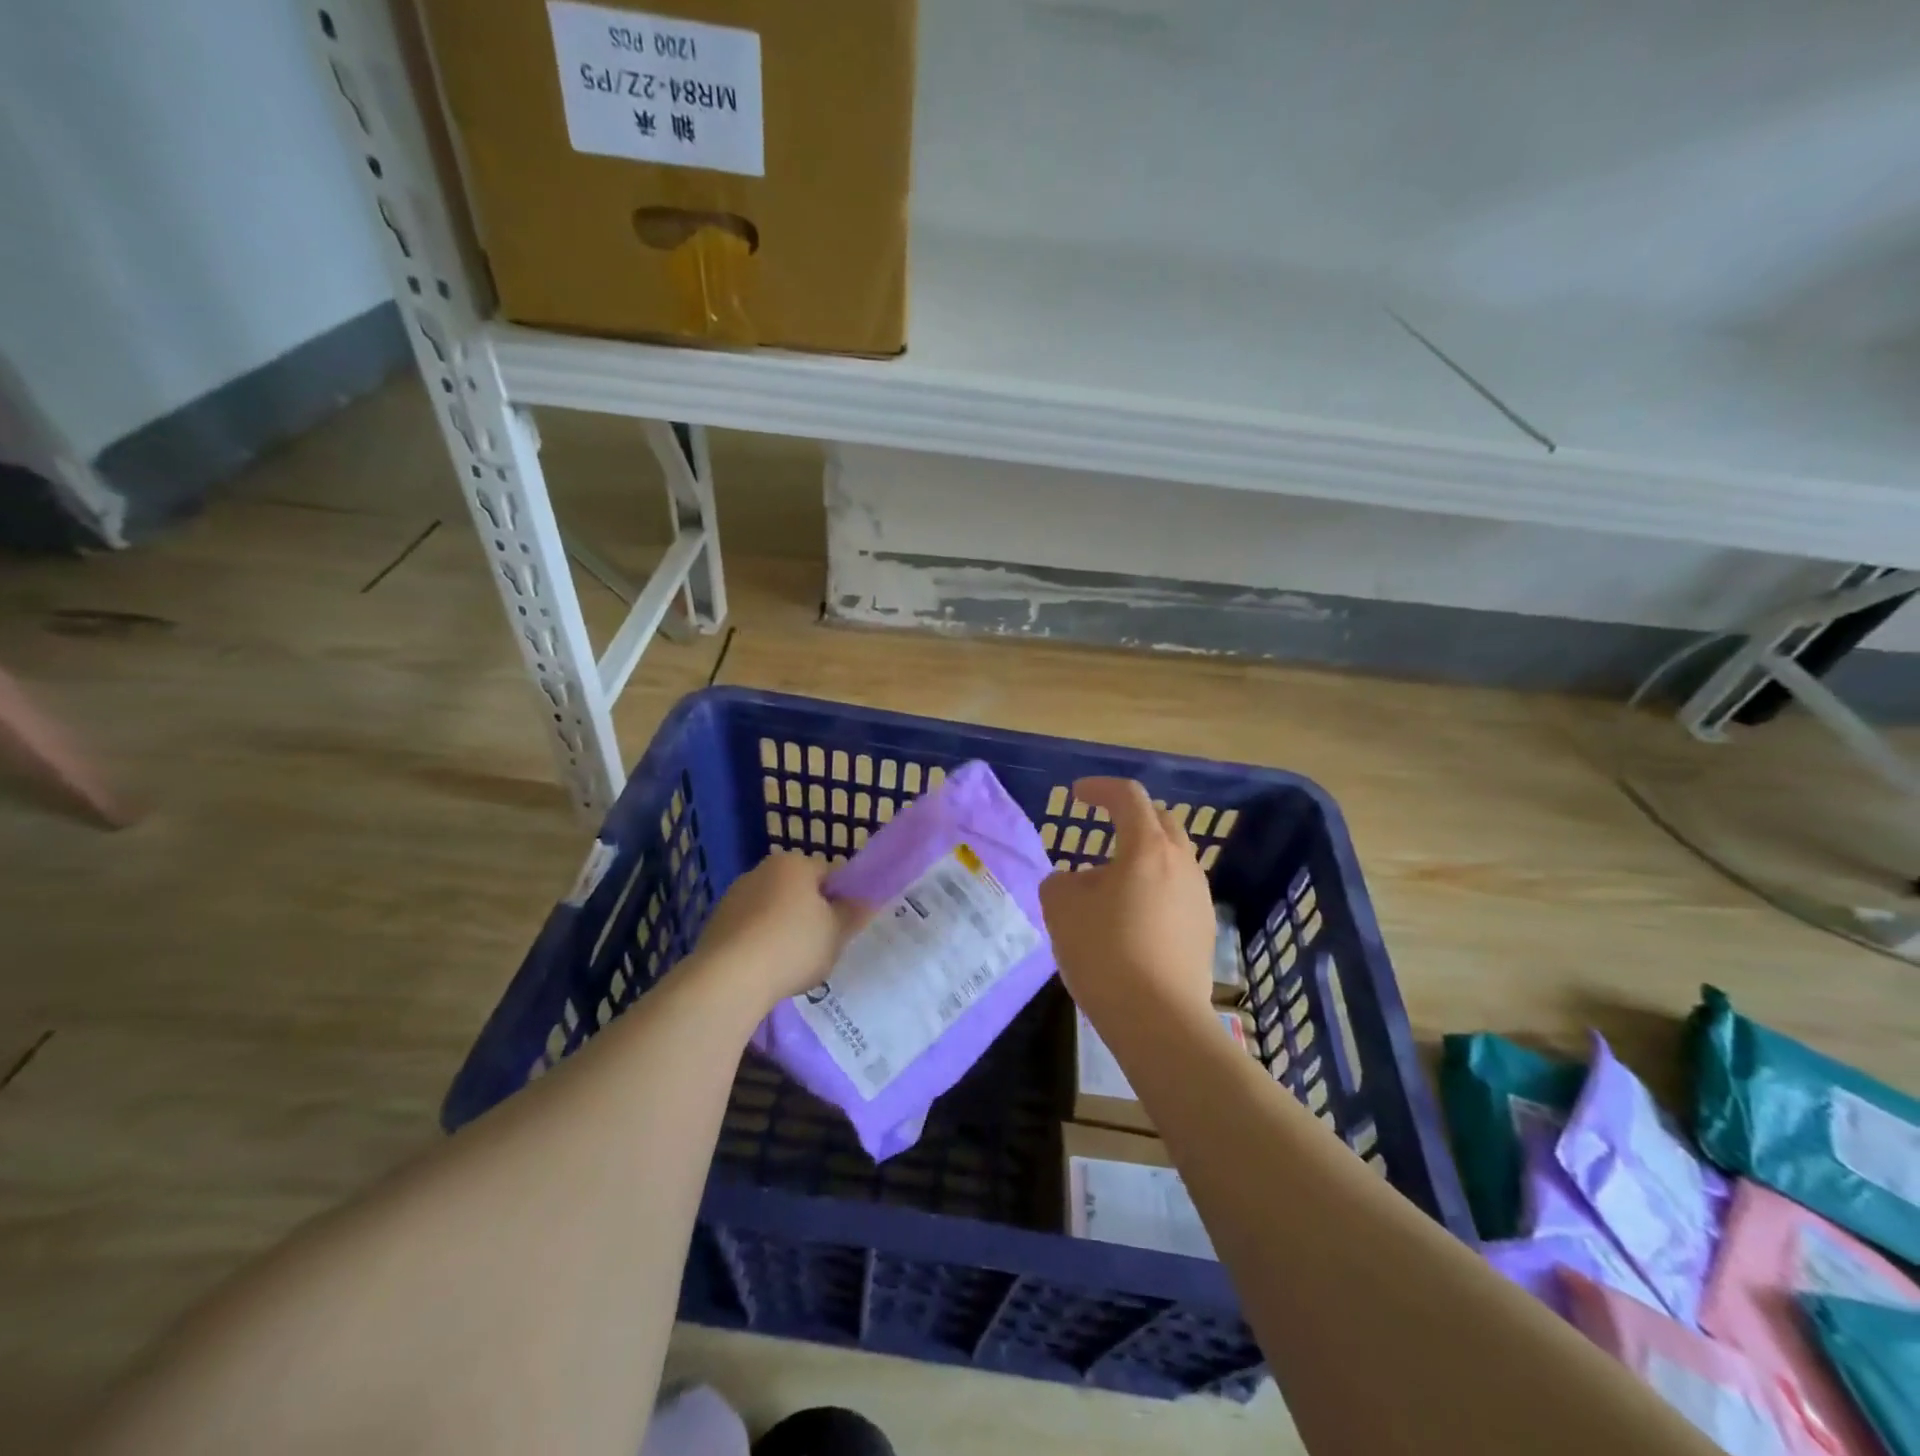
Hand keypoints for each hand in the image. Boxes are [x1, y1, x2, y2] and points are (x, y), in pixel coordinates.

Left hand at [689, 852, 864, 1012]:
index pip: (829, 873)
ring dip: (783, 929)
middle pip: (798, 890)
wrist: (728, 979)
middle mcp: (761, 870)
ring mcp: (734, 896)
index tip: (844, 926)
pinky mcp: (715, 924)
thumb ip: (854, 913)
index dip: (842, 899)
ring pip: (772, 910)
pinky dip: (759, 944)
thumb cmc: (793, 946)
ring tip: (791, 964)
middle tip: (821, 946)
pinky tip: (765, 970)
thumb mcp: (837, 932)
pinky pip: (750, 930)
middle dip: (810, 914)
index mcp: (794, 863)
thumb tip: (866, 900)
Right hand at [1039, 778, 1217, 1025]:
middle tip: (1102, 826)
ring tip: (1112, 882)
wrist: (1158, 1019)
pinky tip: (1132, 918)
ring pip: (1172, 858)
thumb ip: (1061, 881)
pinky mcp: (1204, 929)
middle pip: (1160, 821)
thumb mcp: (1061, 907)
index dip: (1100, 789)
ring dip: (1142, 856)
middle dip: (1129, 816)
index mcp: (1147, 847)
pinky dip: (1153, 887)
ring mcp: (1199, 896)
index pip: (1128, 797)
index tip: (1077, 795)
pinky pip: (1177, 891)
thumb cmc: (1104, 952)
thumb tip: (1077, 883)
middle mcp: (1181, 863)